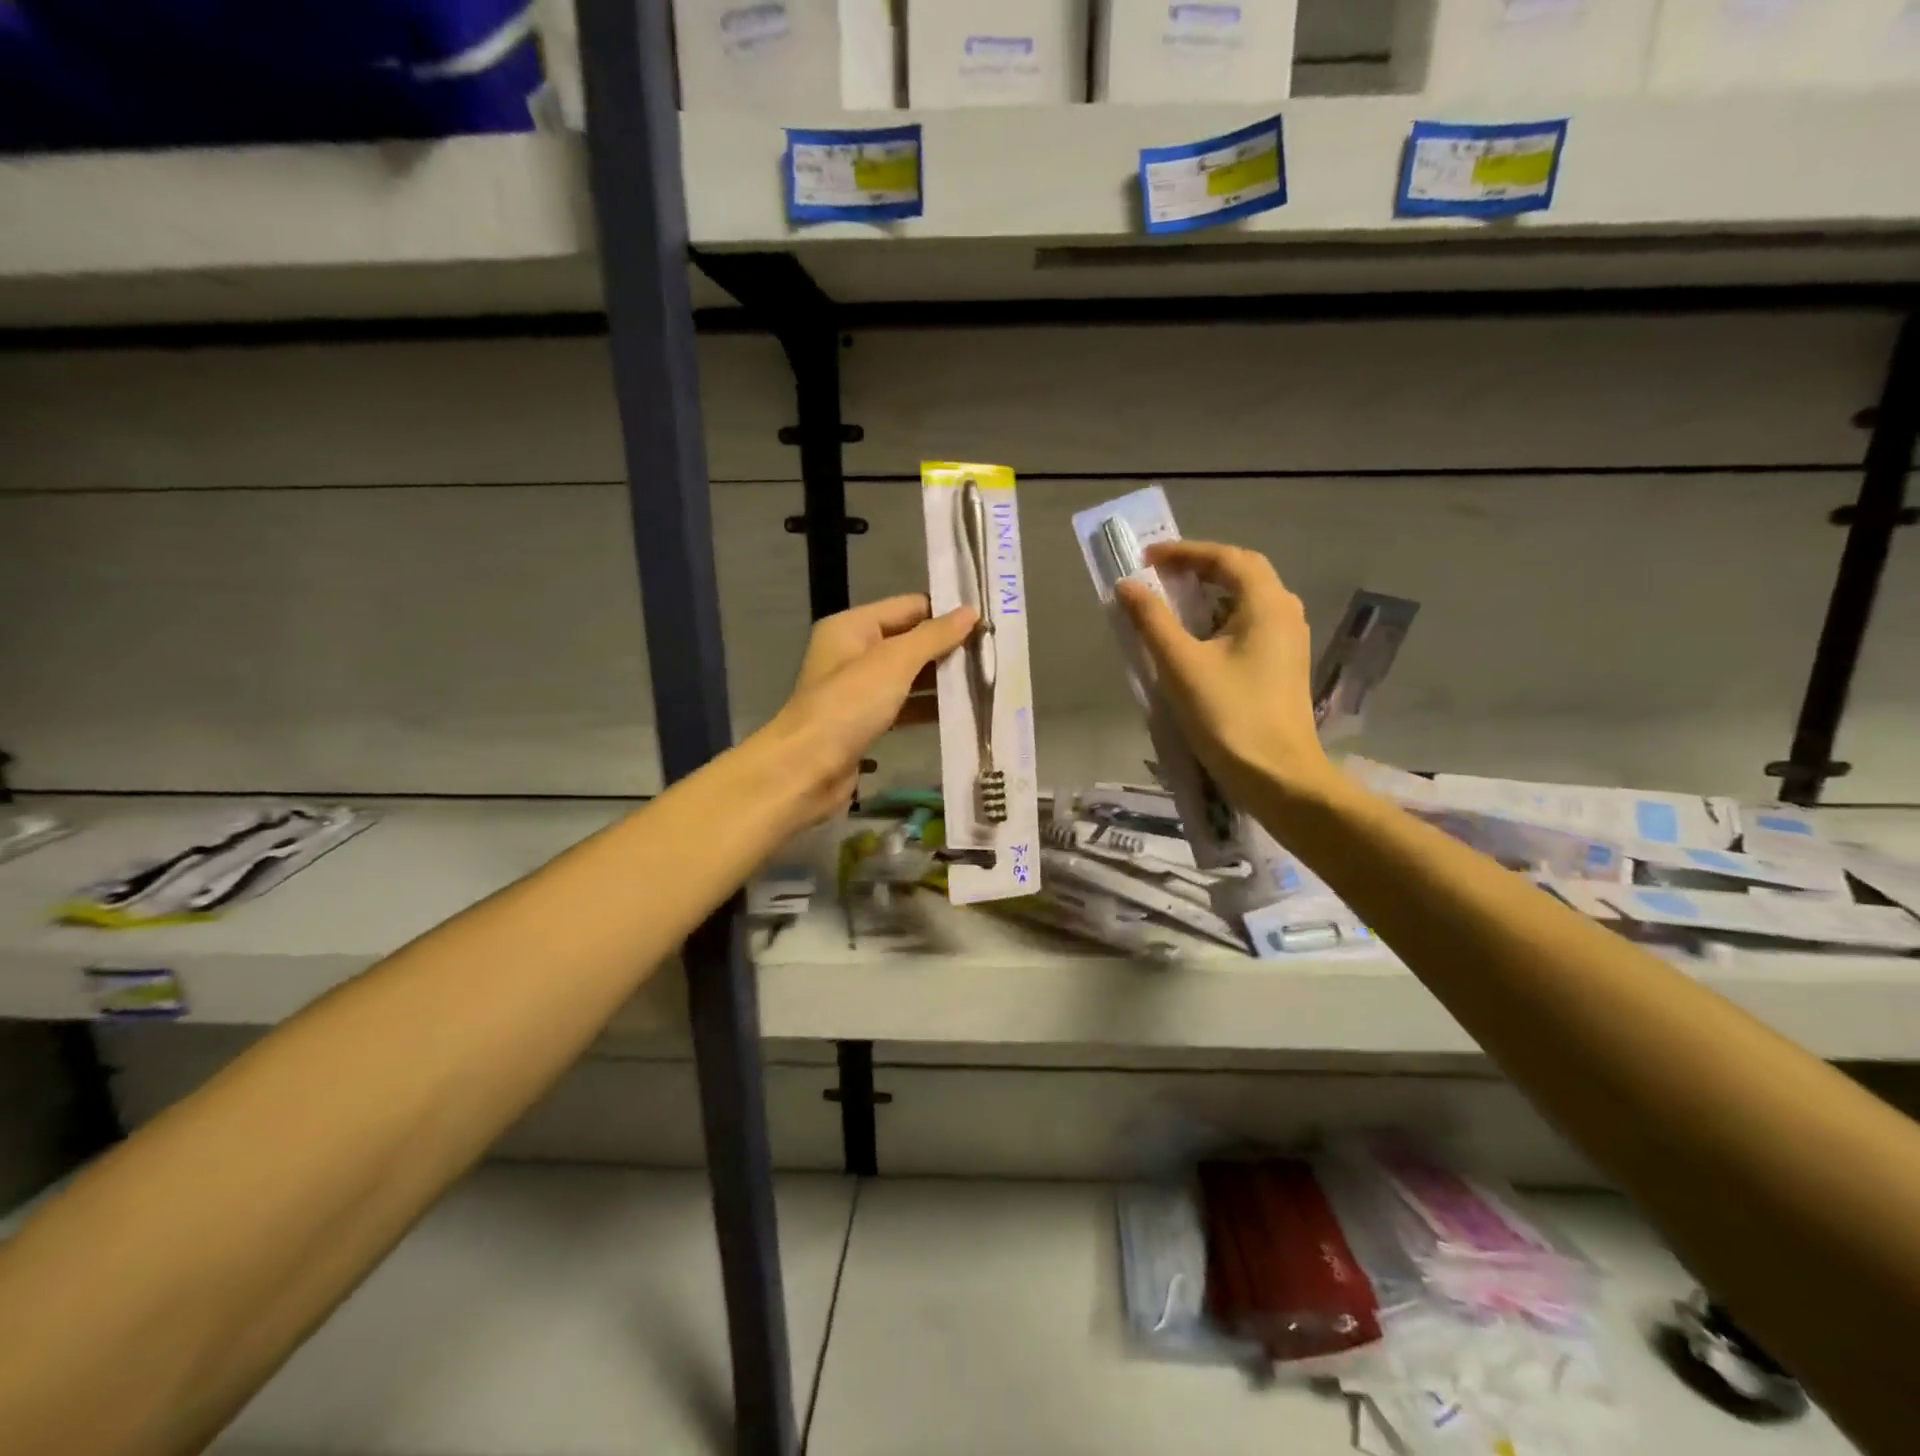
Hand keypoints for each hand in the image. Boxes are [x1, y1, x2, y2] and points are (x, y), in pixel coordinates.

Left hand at [764, 594, 977, 825]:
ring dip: (941, 680)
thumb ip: (933, 636)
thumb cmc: (849, 706)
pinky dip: (926, 708)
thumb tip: (970, 612)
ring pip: (908, 676)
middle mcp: (852, 653)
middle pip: (909, 641)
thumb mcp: (894, 662)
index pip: (908, 606)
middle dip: (947, 648)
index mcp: (852, 627)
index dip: (946, 612)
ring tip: (986, 682)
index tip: (988, 622)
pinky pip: (902, 706)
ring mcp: (857, 690)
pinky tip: (959, 713)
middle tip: (994, 654)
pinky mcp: (864, 722)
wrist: (806, 770)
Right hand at [1115, 541, 1334, 808]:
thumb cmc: (1229, 715)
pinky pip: (1249, 626)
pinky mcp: (1283, 666)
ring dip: (1209, 595)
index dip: (1185, 552)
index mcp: (1266, 603)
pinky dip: (1219, 621)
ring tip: (1172, 604)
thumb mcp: (1181, 665)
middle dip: (1199, 569)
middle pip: (1242, 574)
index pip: (1226, 558)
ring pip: (1246, 602)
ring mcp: (1288, 641)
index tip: (1147, 558)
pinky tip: (1196, 641)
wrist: (1278, 776)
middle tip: (1160, 576)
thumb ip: (1151, 620)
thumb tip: (1126, 585)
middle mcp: (1285, 613)